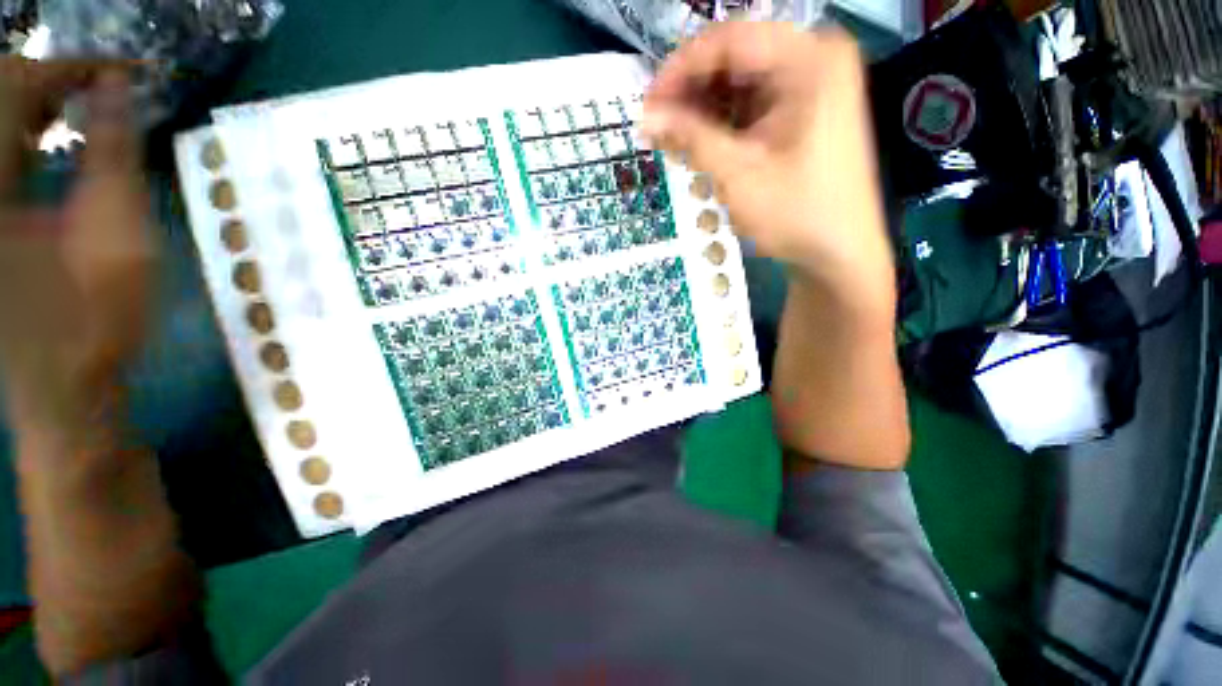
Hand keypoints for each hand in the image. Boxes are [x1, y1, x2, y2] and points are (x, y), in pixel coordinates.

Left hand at [0, 59, 154, 430]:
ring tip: (77, 107)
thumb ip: (113, 153)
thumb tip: (117, 87)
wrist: (62, 386)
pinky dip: (19, 133)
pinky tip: (46, 136)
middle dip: (51, 81)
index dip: (74, 68)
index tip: (124, 70)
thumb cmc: (95, 319)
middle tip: (102, 88)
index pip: (20, 87)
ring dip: (33, 104)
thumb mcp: (117, 234)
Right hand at [644, 23, 893, 324]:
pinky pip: (752, 106)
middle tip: (656, 126)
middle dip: (690, 94)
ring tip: (672, 141)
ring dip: (702, 112)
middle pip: (735, 60)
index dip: (680, 69)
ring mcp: (810, 86)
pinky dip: (722, 125)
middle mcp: (813, 59)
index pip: (729, 40)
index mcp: (809, 59)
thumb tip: (647, 117)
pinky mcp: (802, 113)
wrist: (838, 253)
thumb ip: (690, 137)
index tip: (648, 103)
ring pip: (740, 85)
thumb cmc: (796, 214)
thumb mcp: (737, 174)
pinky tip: (699, 145)